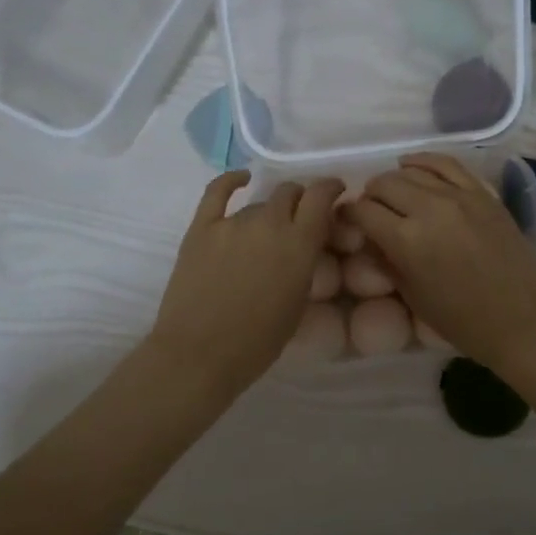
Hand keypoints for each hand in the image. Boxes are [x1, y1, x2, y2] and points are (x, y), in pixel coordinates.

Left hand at [150, 170, 344, 392]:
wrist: (200, 354)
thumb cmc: (258, 342)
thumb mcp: (298, 303)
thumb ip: (305, 264)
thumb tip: (303, 244)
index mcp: (299, 244)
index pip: (321, 196)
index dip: (330, 188)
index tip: (335, 191)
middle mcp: (269, 223)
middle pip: (290, 193)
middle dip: (301, 200)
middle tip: (300, 218)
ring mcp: (232, 222)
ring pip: (259, 203)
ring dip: (269, 211)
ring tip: (266, 233)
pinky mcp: (201, 228)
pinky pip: (218, 192)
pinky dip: (232, 181)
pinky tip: (241, 180)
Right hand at [350, 153, 535, 370]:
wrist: (521, 319)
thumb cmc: (461, 320)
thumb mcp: (412, 295)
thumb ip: (386, 259)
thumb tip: (371, 236)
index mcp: (406, 240)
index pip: (363, 211)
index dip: (349, 214)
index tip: (347, 220)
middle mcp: (429, 209)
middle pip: (384, 184)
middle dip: (370, 195)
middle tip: (371, 209)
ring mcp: (459, 196)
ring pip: (412, 170)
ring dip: (394, 179)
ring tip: (392, 191)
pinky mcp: (482, 193)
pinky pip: (447, 164)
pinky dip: (425, 161)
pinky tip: (413, 165)